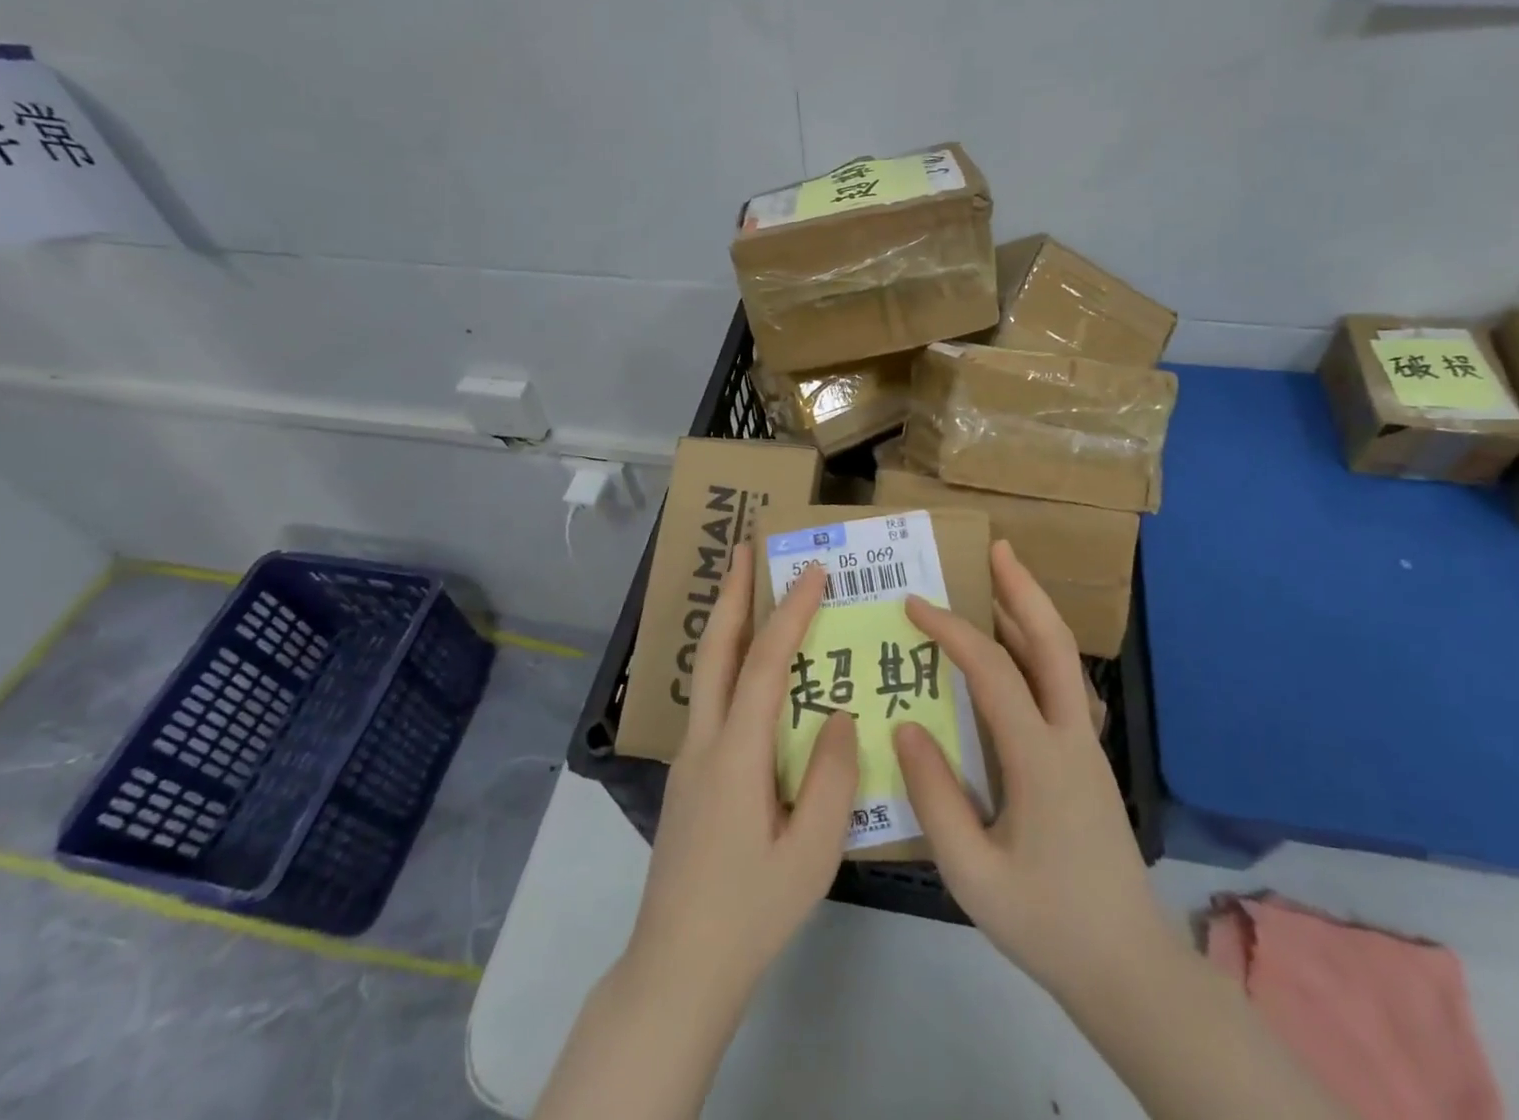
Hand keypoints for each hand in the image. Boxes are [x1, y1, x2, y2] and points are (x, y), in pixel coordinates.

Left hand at [626, 547, 859, 1007]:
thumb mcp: (813, 853)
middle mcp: (704, 742)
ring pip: (707, 672)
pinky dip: (730, 663)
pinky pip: (712, 701)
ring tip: (748, 591)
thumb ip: (833, 778)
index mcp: (736, 755)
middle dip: (732, 593)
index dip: (789, 612)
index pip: (764, 663)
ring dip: (728, 624)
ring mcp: (689, 759)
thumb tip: (842, 716)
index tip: (812, 571)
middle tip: (745, 548)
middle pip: (715, 650)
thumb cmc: (751, 912)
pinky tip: (752, 674)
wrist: (676, 970)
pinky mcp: (689, 778)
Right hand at [893, 541, 1179, 1009]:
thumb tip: (905, 725)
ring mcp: (1086, 746)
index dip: (952, 631)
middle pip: (1055, 644)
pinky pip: (1061, 687)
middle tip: (998, 549)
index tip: (914, 605)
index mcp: (1040, 760)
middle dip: (1025, 590)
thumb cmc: (1045, 923)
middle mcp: (1071, 738)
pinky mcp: (1087, 760)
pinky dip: (1036, 651)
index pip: (993, 672)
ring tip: (1000, 581)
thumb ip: (935, 797)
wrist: (1128, 967)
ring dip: (1032, 615)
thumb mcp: (972, 874)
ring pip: (1064, 661)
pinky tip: (1013, 653)